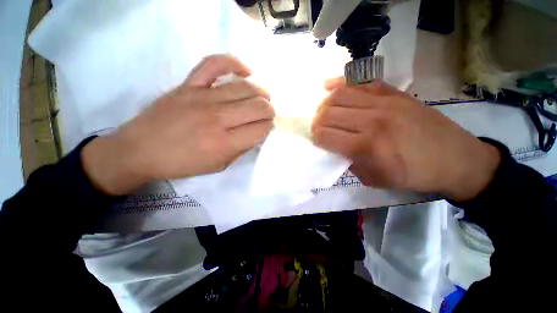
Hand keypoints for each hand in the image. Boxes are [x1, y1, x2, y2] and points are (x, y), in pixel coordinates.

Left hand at [82, 55, 274, 194]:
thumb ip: (242, 149)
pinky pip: (215, 64)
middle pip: (259, 106)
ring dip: (261, 93)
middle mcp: (218, 118)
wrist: (141, 150)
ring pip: (246, 87)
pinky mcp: (189, 84)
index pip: (261, 129)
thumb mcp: (219, 165)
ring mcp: (203, 97)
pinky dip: (234, 63)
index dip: (268, 128)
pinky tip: (245, 72)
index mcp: (225, 143)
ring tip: (262, 98)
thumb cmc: (182, 164)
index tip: (265, 129)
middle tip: (267, 115)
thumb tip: (258, 134)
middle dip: (269, 111)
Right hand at [311, 78, 500, 200]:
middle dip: (316, 121)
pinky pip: (359, 82)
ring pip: (339, 95)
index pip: (325, 135)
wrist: (455, 159)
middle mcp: (371, 121)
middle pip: (328, 113)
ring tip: (322, 111)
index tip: (316, 140)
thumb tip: (333, 148)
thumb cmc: (412, 175)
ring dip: (324, 104)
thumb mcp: (374, 179)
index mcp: (366, 147)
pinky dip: (339, 83)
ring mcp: (384, 102)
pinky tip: (328, 86)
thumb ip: (348, 162)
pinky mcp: (393, 93)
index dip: (315, 138)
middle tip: (317, 128)